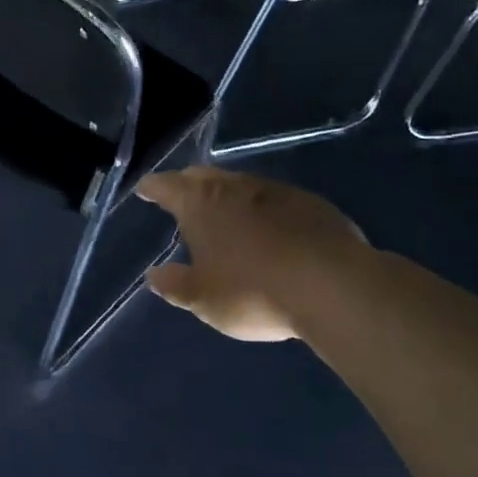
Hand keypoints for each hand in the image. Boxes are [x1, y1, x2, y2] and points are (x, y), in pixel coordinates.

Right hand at [137, 167, 374, 344]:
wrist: (332, 285)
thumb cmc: (253, 291)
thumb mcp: (204, 299)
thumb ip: (175, 285)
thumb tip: (154, 275)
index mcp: (200, 204)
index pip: (166, 186)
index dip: (152, 188)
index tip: (145, 189)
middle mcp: (233, 187)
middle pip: (203, 177)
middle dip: (189, 184)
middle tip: (182, 197)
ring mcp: (274, 191)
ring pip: (240, 185)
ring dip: (228, 196)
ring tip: (225, 214)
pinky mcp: (309, 203)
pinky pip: (274, 200)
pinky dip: (263, 210)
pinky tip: (270, 230)